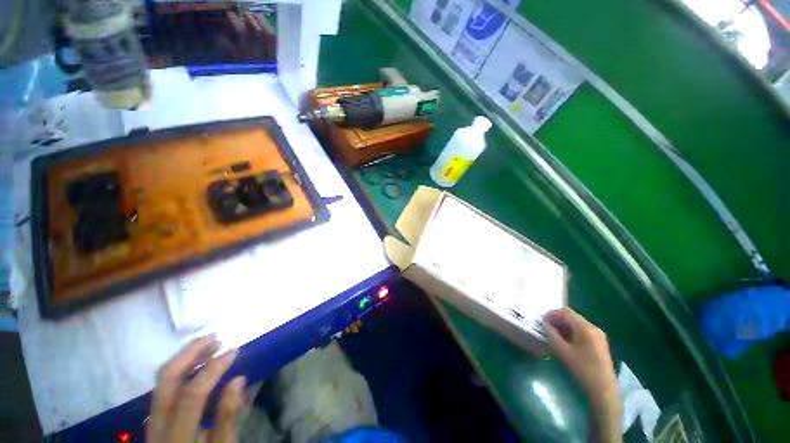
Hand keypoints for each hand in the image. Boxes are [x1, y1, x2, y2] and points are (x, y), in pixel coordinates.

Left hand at [147, 335, 245, 442]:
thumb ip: (227, 417)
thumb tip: (238, 380)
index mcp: (176, 436)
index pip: (191, 396)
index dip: (213, 369)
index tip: (234, 350)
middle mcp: (157, 424)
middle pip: (166, 380)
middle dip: (190, 354)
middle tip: (214, 337)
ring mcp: (150, 419)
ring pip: (161, 380)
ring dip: (184, 357)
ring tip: (208, 344)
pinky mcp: (152, 417)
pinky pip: (163, 386)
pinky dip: (179, 369)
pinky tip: (195, 363)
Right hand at [544, 308, 621, 442]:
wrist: (603, 389)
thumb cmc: (582, 369)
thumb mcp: (562, 351)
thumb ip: (552, 334)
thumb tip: (545, 324)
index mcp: (585, 328)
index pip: (565, 312)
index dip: (552, 314)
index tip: (542, 320)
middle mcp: (593, 327)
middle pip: (572, 316)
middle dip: (557, 319)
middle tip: (546, 327)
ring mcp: (598, 335)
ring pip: (577, 323)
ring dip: (564, 326)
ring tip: (554, 334)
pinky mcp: (600, 343)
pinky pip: (583, 331)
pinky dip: (572, 332)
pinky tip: (566, 341)